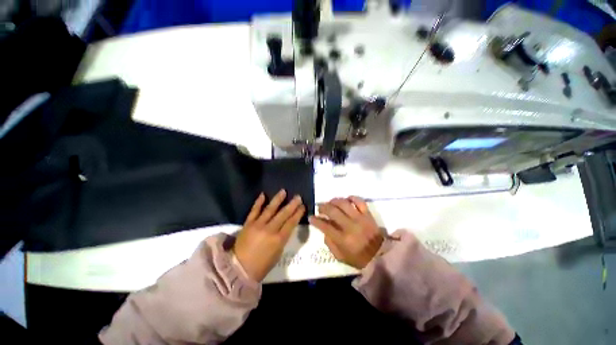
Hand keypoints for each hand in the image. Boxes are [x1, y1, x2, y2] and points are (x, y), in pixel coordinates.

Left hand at [233, 190, 304, 281]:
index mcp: (279, 239)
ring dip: (277, 199)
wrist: (239, 269)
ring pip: (270, 209)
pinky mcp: (248, 223)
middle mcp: (269, 230)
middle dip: (292, 205)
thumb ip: (283, 238)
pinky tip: (263, 195)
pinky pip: (254, 211)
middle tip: (298, 197)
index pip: (291, 222)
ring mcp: (258, 225)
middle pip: (283, 214)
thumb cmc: (262, 265)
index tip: (302, 206)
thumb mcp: (278, 253)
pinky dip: (259, 202)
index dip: (298, 213)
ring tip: (283, 191)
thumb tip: (286, 226)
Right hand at [309, 196, 383, 268]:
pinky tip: (347, 199)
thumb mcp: (340, 257)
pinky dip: (352, 198)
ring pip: (344, 203)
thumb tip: (324, 230)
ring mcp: (360, 218)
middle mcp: (350, 226)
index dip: (315, 220)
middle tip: (320, 207)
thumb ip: (330, 243)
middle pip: (333, 211)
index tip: (311, 217)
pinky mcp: (368, 214)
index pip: (325, 226)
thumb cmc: (359, 258)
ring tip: (331, 202)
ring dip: (334, 201)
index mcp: (342, 239)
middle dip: (323, 207)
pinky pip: (360, 201)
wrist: (380, 256)